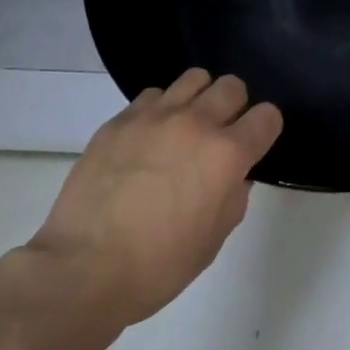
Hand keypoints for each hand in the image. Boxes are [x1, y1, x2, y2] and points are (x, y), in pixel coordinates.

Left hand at [15, 69, 282, 349]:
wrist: (81, 271)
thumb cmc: (157, 266)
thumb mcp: (213, 239)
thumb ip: (234, 196)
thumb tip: (233, 175)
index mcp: (226, 154)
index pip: (267, 116)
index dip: (265, 130)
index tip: (255, 146)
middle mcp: (196, 124)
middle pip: (232, 86)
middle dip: (235, 108)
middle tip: (220, 135)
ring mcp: (154, 117)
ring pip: (194, 78)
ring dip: (199, 99)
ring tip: (186, 127)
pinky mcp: (119, 121)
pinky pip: (153, 95)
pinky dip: (161, 110)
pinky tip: (150, 138)